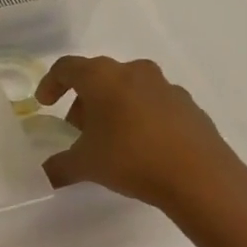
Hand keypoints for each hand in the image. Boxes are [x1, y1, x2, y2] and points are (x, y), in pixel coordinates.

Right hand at [34, 55, 246, 238]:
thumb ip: (59, 166)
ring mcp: (165, 86)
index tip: (45, 104)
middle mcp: (133, 72)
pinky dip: (141, 116)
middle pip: (98, 76)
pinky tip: (142, 146)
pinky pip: (154, 103)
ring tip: (111, 139)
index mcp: (102, 77)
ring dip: (114, 106)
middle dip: (84, 100)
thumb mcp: (86, 165)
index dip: (51, 84)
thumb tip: (44, 174)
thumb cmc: (131, 159)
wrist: (202, 178)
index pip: (66, 68)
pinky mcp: (189, 105)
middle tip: (78, 128)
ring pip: (128, 88)